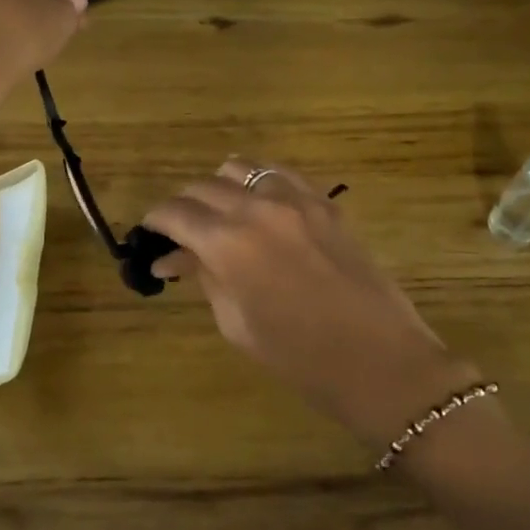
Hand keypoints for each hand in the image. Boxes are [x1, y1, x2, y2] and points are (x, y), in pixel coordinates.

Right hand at [143, 160, 481, 449]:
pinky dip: (259, 183)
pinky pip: (281, 174)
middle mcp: (257, 207)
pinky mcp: (326, 203)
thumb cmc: (298, 357)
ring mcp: (296, 199)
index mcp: (228, 242)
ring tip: (219, 216)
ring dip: (219, 187)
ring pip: (241, 168)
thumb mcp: (236, 322)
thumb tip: (173, 259)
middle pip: (202, 186)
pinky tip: (259, 206)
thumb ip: (204, 279)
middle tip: (181, 237)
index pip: (174, 212)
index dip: (155, 222)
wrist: (379, 361)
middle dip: (183, 207)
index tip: (150, 237)